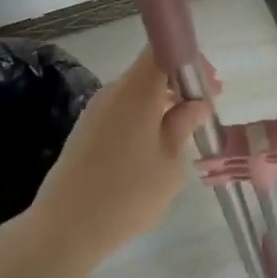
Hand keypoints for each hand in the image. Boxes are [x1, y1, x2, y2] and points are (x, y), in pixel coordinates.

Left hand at [29, 50, 213, 255]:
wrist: (66, 228)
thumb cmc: (127, 194)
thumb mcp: (169, 163)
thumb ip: (183, 126)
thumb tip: (195, 103)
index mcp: (135, 91)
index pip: (162, 49)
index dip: (189, 59)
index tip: (211, 85)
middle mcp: (112, 92)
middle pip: (150, 71)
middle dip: (180, 85)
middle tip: (204, 112)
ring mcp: (95, 111)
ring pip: (136, 93)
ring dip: (162, 104)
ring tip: (184, 134)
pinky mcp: (86, 131)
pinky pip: (122, 111)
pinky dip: (144, 118)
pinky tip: (155, 148)